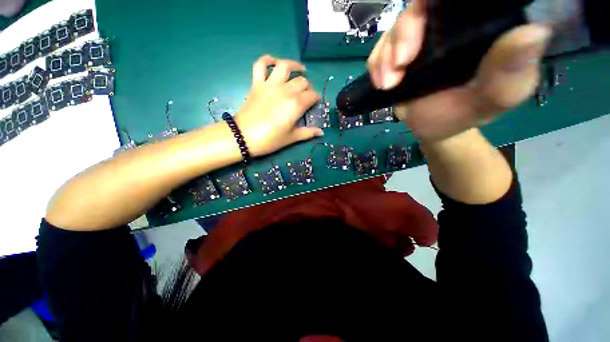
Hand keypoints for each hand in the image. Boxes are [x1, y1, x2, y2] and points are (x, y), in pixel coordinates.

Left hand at [234, 55, 322, 156]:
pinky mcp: (257, 83)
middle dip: (308, 87)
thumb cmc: (270, 139)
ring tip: (300, 69)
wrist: (244, 136)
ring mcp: (270, 85)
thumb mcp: (291, 138)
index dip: (316, 99)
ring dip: (294, 65)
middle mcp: (286, 90)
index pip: (312, 96)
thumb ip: (307, 133)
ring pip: (285, 66)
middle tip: (307, 94)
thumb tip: (321, 133)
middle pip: (302, 81)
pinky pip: (260, 65)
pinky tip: (274, 62)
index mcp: (296, 104)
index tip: (315, 103)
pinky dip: (267, 60)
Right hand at [368, 0, 552, 142]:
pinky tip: (382, 82)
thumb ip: (510, 73)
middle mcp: (451, 23)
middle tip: (401, 63)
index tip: (426, 19)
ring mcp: (422, 38)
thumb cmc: (464, 114)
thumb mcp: (494, 99)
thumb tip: (532, 33)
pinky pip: (381, 48)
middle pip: (421, 5)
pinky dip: (376, 63)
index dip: (438, 1)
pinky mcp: (399, 53)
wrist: (432, 128)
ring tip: (389, 83)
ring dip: (386, 54)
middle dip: (405, 31)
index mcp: (483, 26)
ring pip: (397, 26)